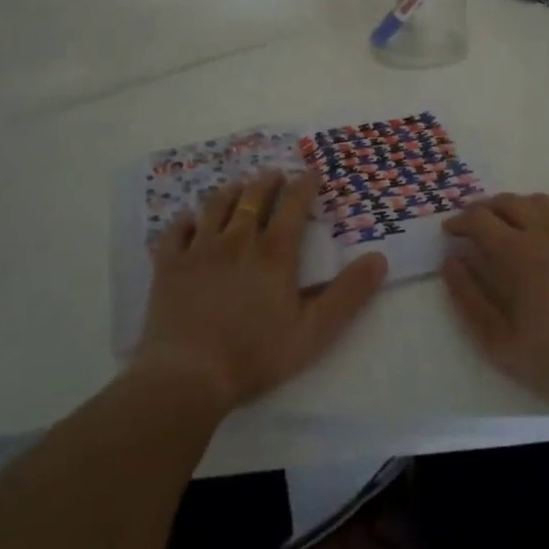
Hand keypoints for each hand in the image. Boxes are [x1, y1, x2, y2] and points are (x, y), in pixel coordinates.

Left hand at [134, 170, 387, 414]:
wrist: (189, 376)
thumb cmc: (256, 355)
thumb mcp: (315, 331)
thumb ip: (348, 294)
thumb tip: (379, 258)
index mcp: (274, 253)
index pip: (293, 204)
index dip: (305, 185)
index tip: (312, 172)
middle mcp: (237, 240)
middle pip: (253, 197)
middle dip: (268, 181)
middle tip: (275, 174)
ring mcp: (199, 250)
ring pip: (215, 206)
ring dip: (230, 191)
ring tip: (238, 186)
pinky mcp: (169, 266)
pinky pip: (176, 232)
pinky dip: (184, 220)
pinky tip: (188, 219)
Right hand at [441, 192, 548, 416]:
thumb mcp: (501, 343)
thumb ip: (470, 299)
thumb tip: (451, 263)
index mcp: (520, 255)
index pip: (481, 220)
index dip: (460, 221)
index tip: (449, 232)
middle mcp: (547, 235)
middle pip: (509, 202)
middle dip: (483, 208)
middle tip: (471, 224)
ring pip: (539, 202)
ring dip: (514, 205)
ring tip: (504, 224)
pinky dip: (542, 217)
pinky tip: (541, 242)